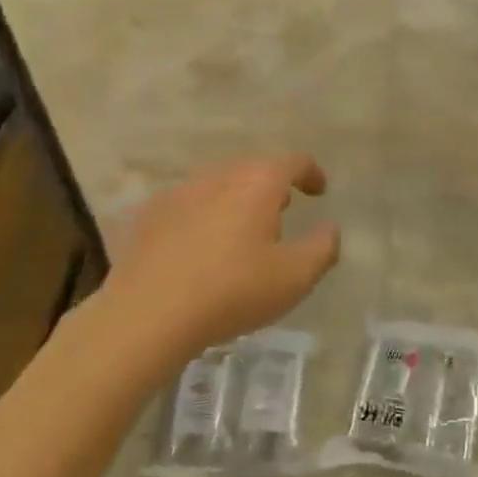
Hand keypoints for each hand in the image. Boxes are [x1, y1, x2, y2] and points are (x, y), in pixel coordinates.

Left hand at [92, 153, 340, 362]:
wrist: (147, 314)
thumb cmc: (232, 291)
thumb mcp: (295, 277)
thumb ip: (323, 248)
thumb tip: (330, 229)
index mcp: (258, 182)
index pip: (294, 162)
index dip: (311, 173)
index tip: (318, 191)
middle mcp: (219, 176)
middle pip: (253, 169)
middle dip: (272, 186)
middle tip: (282, 212)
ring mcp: (180, 192)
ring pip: (218, 185)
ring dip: (236, 200)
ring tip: (241, 231)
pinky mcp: (150, 215)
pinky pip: (188, 206)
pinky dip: (203, 216)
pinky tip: (200, 247)